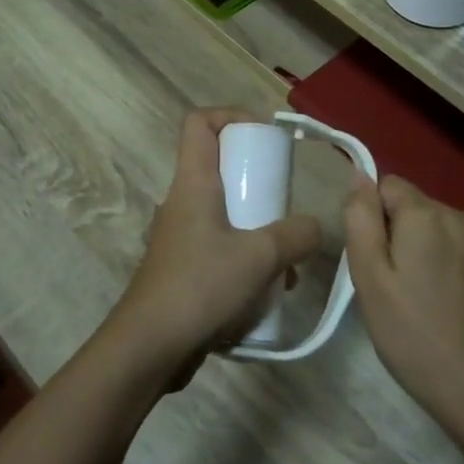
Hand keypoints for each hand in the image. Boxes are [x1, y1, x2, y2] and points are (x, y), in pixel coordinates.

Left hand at [108, 109, 321, 375]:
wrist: (149, 347)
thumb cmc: (200, 286)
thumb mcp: (260, 257)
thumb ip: (296, 235)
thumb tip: (315, 228)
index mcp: (193, 183)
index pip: (199, 123)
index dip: (232, 116)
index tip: (265, 137)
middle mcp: (182, 202)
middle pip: (218, 167)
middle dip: (257, 180)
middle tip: (285, 201)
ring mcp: (180, 237)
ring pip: (224, 212)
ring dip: (258, 227)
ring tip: (287, 260)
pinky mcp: (183, 268)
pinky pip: (220, 247)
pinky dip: (246, 257)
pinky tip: (270, 290)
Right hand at [343, 175, 463, 436]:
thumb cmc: (412, 334)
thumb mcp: (368, 278)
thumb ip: (360, 218)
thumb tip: (360, 174)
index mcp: (425, 215)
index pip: (390, 188)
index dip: (378, 219)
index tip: (380, 260)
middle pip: (425, 212)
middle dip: (412, 238)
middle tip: (405, 288)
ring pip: (458, 236)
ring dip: (446, 255)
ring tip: (440, 303)